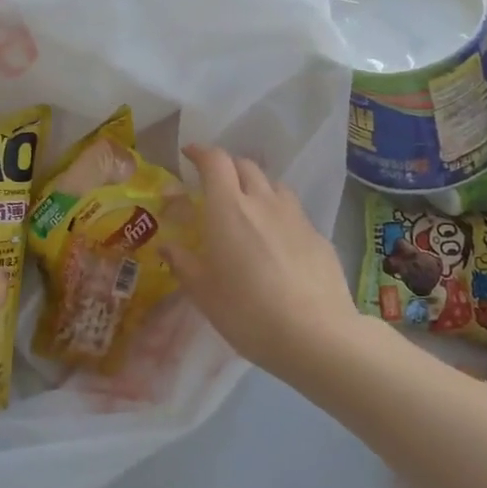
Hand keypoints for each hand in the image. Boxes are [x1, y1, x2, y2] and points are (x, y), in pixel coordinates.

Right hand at [164, 145, 357, 373]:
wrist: (316, 335)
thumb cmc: (248, 312)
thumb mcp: (204, 293)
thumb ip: (184, 263)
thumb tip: (168, 245)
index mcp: (228, 209)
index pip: (215, 161)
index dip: (201, 152)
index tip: (189, 154)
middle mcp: (263, 202)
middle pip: (245, 166)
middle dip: (227, 167)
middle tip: (214, 184)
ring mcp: (295, 217)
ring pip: (273, 185)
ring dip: (256, 186)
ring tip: (248, 207)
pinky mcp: (318, 235)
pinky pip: (293, 211)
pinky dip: (278, 213)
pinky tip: (277, 240)